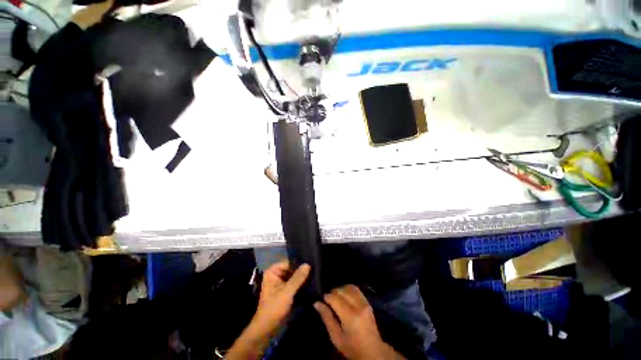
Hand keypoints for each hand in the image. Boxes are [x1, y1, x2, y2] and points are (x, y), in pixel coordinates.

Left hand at [226, 261, 309, 359]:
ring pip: (294, 276)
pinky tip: (312, 282)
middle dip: (302, 270)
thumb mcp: (287, 292)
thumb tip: (308, 264)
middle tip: (315, 269)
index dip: (299, 263)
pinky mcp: (286, 290)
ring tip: (315, 275)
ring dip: (303, 277)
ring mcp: (281, 283)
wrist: (267, 329)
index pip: (288, 262)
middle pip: (292, 268)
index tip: (311, 263)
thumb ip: (297, 278)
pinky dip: (301, 283)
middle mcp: (276, 275)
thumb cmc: (274, 308)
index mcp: (273, 272)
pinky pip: (295, 283)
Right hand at [314, 285, 405, 359]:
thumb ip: (327, 318)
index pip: (335, 298)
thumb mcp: (336, 337)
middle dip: (333, 292)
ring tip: (336, 296)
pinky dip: (348, 289)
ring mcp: (364, 303)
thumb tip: (316, 303)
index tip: (322, 299)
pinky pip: (356, 290)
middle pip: (342, 290)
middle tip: (328, 299)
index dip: (326, 297)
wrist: (373, 352)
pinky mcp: (367, 302)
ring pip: (350, 287)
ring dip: (341, 289)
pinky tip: (344, 295)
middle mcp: (358, 305)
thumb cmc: (352, 347)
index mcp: (350, 316)